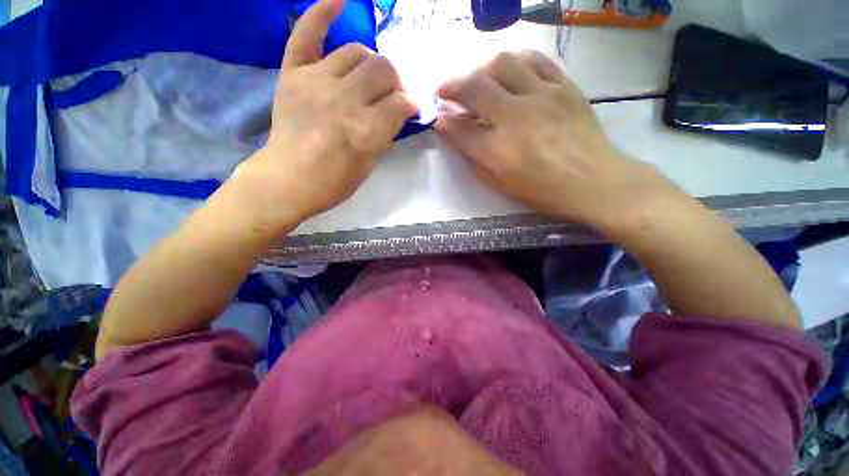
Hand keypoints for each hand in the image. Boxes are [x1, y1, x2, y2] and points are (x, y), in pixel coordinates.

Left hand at [231, 0, 417, 229]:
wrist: (289, 179)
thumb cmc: (335, 181)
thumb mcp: (370, 164)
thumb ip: (386, 133)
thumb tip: (398, 112)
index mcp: (366, 130)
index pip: (400, 102)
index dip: (410, 105)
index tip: (409, 110)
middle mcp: (344, 100)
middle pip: (383, 69)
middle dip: (395, 82)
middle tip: (392, 95)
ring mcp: (316, 82)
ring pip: (357, 51)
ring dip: (372, 63)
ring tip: (370, 77)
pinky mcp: (293, 74)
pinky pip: (307, 33)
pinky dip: (322, 12)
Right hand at [435, 50, 678, 234]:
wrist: (594, 180)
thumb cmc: (543, 191)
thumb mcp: (501, 185)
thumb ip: (475, 159)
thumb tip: (456, 135)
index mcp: (499, 152)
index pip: (459, 129)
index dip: (442, 122)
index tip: (437, 119)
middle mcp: (516, 118)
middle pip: (474, 87)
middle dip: (450, 86)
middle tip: (444, 92)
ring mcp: (542, 97)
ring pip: (501, 63)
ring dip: (479, 69)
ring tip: (475, 79)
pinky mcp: (563, 86)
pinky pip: (533, 60)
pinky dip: (512, 62)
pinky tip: (506, 72)